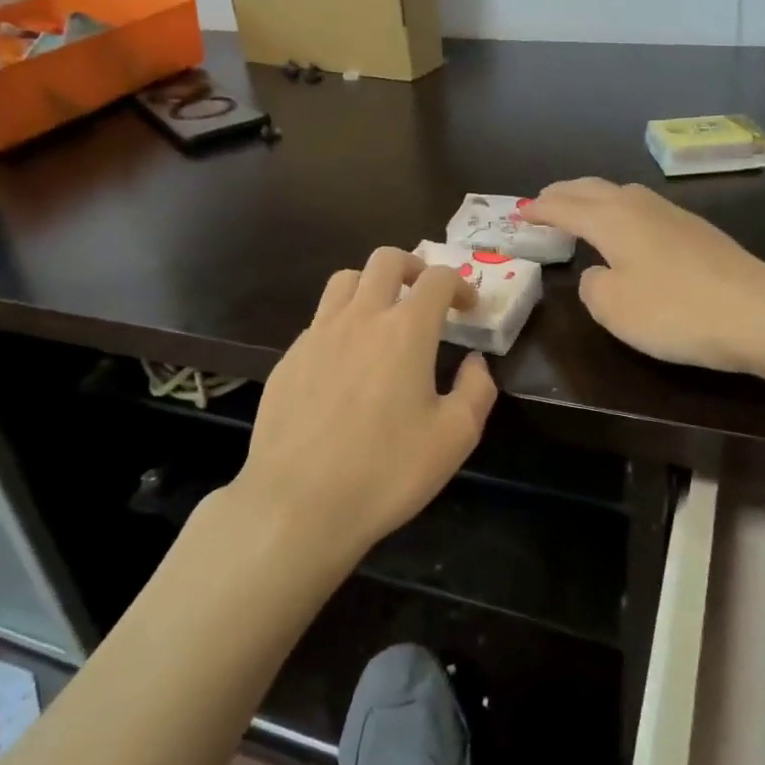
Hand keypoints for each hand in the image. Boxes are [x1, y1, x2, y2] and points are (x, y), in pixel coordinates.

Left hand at [231, 248, 497, 567]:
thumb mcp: (454, 438)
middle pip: (385, 259)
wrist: (298, 505)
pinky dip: (341, 322)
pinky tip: (346, 362)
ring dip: (371, 284)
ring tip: (383, 316)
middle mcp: (360, 318)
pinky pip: (319, 320)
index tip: (468, 307)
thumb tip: (474, 362)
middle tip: (425, 295)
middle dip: (413, 266)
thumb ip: (476, 390)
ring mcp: (317, 335)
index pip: (436, 279)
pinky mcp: (288, 359)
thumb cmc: (386, 472)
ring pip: (344, 280)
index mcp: (405, 331)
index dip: (458, 284)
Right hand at [524, 179, 764, 374]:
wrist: (759, 313)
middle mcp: (639, 206)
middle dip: (563, 193)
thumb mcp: (614, 307)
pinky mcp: (696, 230)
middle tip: (541, 203)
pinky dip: (618, 211)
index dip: (538, 209)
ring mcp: (672, 214)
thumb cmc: (675, 311)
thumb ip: (592, 286)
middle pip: (592, 188)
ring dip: (592, 198)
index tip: (518, 213)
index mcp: (612, 219)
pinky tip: (625, 230)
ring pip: (620, 193)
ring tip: (578, 211)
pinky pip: (641, 208)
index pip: (564, 206)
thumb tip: (597, 273)